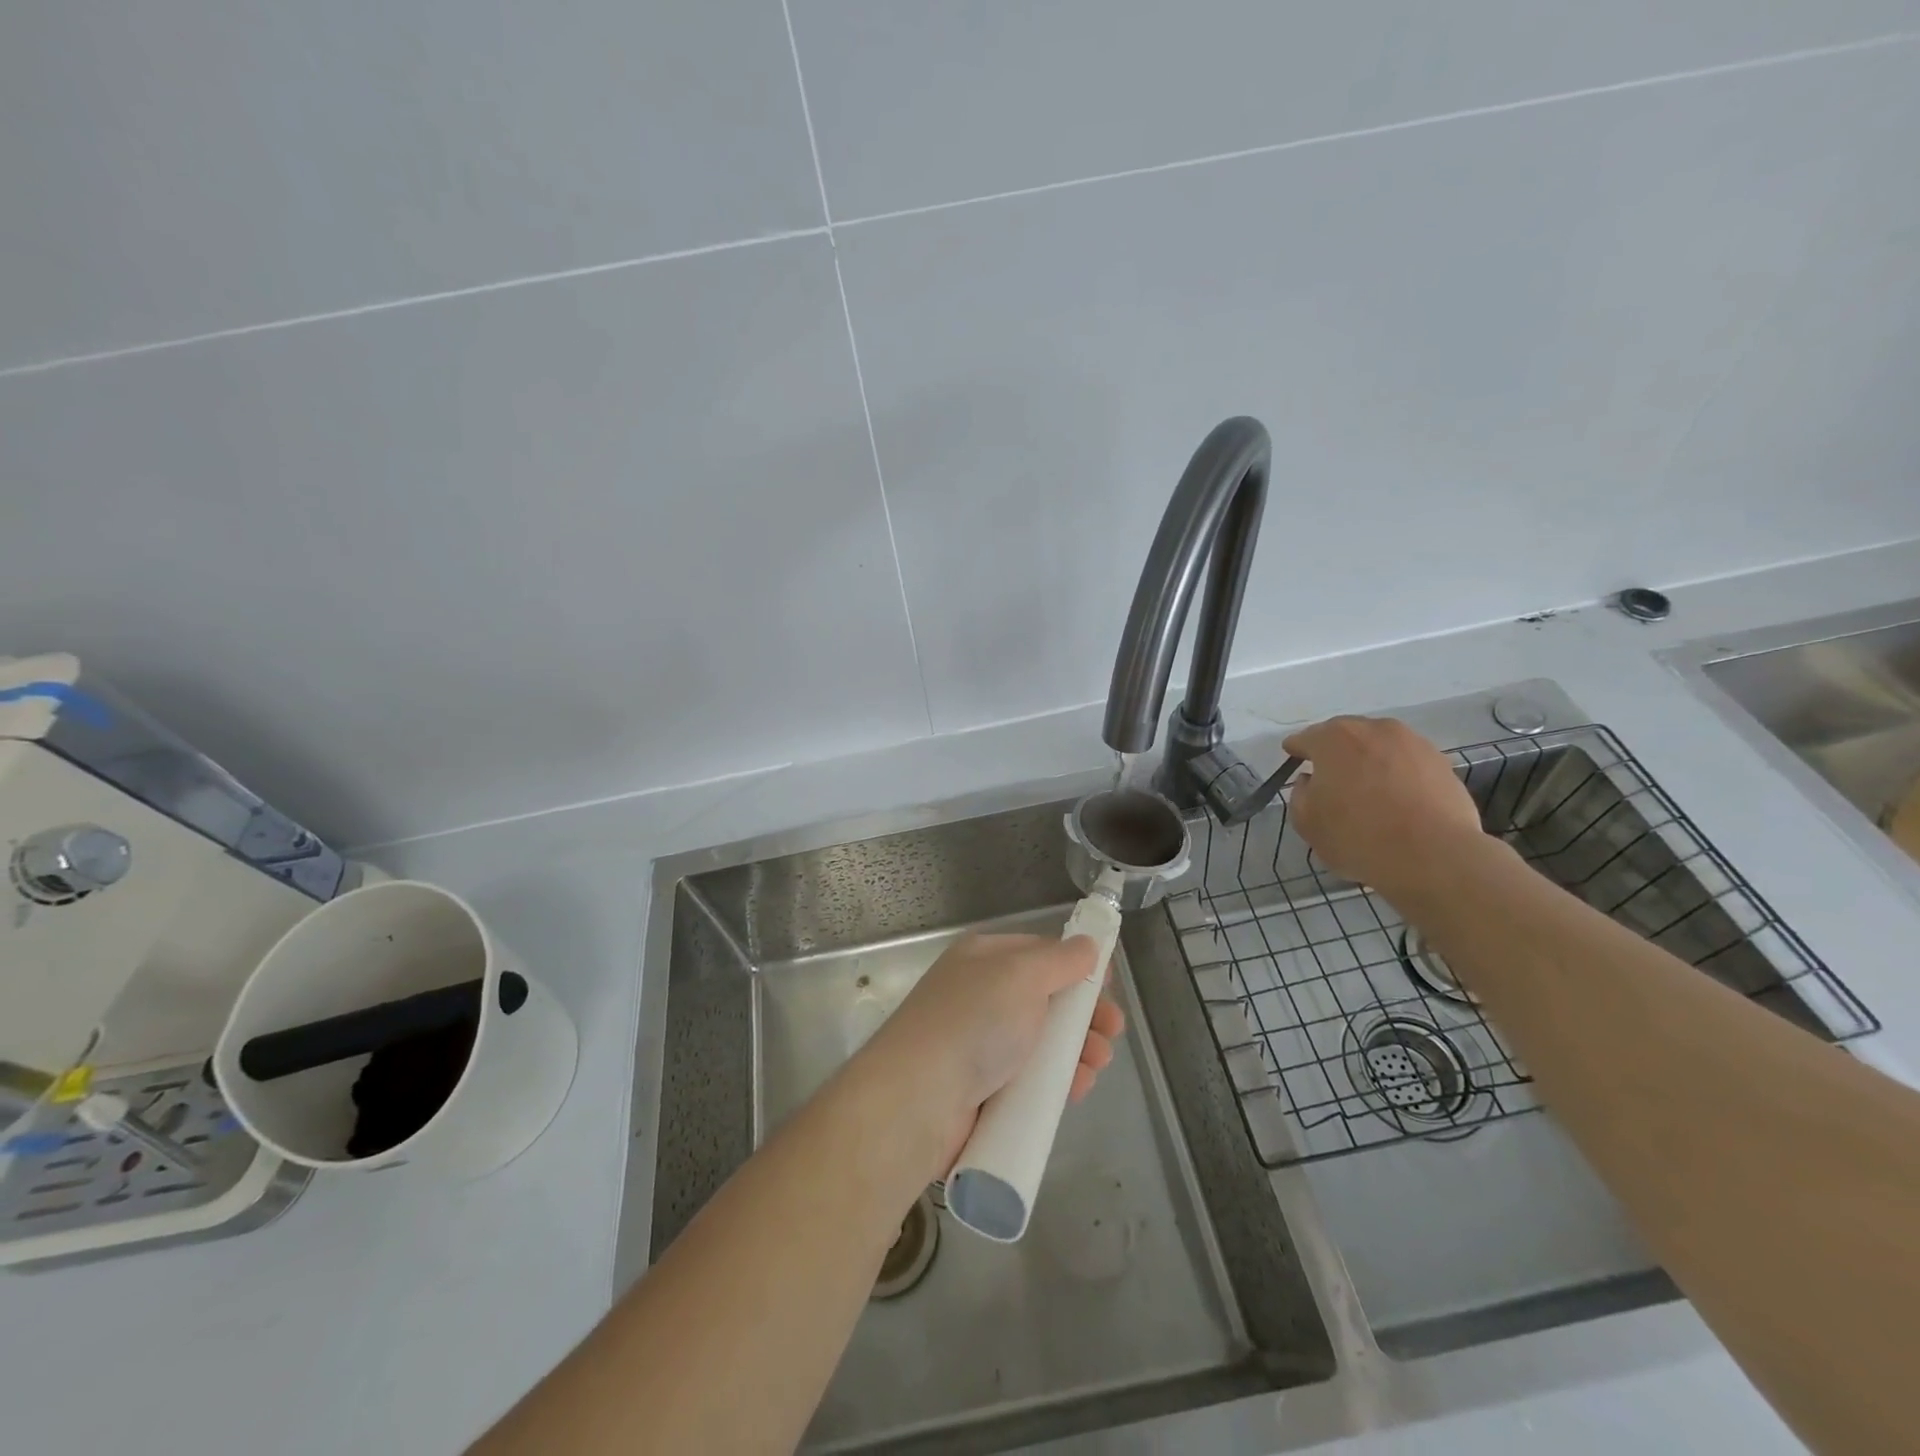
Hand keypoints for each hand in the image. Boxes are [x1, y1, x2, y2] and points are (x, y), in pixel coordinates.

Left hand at [862, 932, 1125, 1170]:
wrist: (918, 1099)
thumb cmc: (974, 1023)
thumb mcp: (1021, 976)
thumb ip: (1060, 959)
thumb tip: (1087, 944)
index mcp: (984, 958)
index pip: (1039, 953)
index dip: (1075, 966)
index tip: (1107, 985)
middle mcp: (981, 995)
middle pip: (1045, 999)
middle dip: (1083, 1014)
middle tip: (1112, 1032)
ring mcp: (980, 1043)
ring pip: (1042, 1042)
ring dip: (1077, 1050)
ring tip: (1097, 1064)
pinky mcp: (983, 1089)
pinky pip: (1030, 1079)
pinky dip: (1057, 1082)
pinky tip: (1077, 1089)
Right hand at [1283, 716, 1486, 897]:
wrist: (1433, 855)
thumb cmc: (1357, 836)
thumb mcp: (1307, 822)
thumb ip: (1300, 794)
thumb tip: (1311, 781)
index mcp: (1333, 739)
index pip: (1305, 739)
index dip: (1296, 751)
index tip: (1294, 760)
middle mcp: (1373, 729)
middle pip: (1346, 736)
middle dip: (1335, 752)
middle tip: (1330, 776)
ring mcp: (1413, 743)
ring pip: (1380, 747)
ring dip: (1369, 761)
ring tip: (1369, 789)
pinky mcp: (1442, 762)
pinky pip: (1408, 763)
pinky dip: (1398, 774)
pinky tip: (1398, 799)